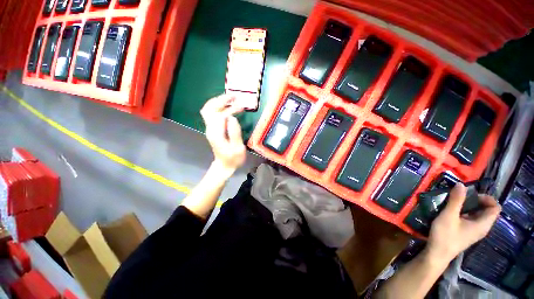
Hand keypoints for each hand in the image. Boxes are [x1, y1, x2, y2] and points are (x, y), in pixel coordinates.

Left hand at [200, 94, 246, 175]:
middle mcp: (210, 128)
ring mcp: (210, 128)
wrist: (224, 165)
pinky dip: (219, 107)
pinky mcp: (213, 129)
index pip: (220, 114)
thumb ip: (234, 133)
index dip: (230, 109)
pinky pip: (212, 113)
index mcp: (216, 133)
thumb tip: (232, 118)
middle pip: (210, 108)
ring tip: (232, 99)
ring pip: (209, 109)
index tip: (241, 106)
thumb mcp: (237, 148)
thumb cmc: (233, 159)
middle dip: (221, 100)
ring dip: (219, 102)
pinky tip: (228, 107)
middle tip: (234, 96)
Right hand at [426, 183, 500, 263]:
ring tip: (454, 202)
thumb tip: (461, 184)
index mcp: (483, 224)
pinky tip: (451, 212)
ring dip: (468, 206)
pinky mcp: (466, 233)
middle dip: (475, 201)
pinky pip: (471, 219)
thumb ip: (456, 200)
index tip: (471, 195)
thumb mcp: (449, 215)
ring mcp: (474, 231)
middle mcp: (482, 227)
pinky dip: (464, 213)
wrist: (437, 253)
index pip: (495, 208)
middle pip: (486, 210)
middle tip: (460, 197)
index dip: (487, 198)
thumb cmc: (445, 235)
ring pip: (477, 215)